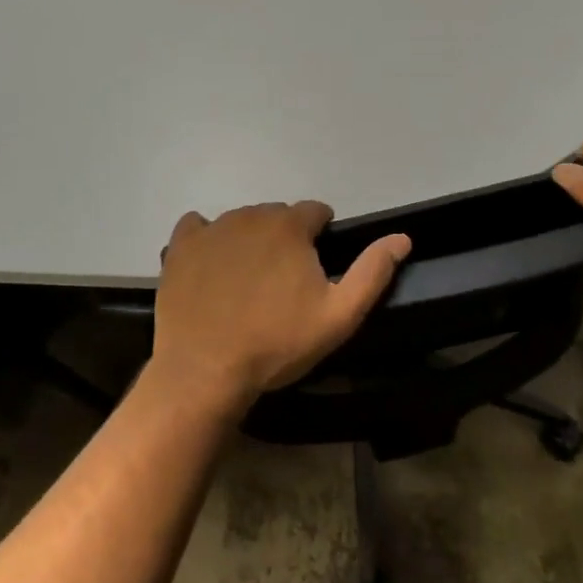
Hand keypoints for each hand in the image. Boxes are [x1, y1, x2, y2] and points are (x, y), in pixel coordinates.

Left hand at [151, 201, 410, 409]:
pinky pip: (197, 227)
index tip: (315, 268)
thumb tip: (402, 237)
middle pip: (277, 215)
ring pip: (240, 222)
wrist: (206, 371)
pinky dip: (207, 239)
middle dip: (285, 239)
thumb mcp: (339, 316)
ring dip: (250, 241)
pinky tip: (210, 267)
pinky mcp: (180, 246)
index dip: (320, 236)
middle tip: (283, 283)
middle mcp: (250, 216)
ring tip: (248, 283)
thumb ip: (373, 272)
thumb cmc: (277, 344)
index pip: (315, 211)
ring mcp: (211, 229)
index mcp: (289, 226)